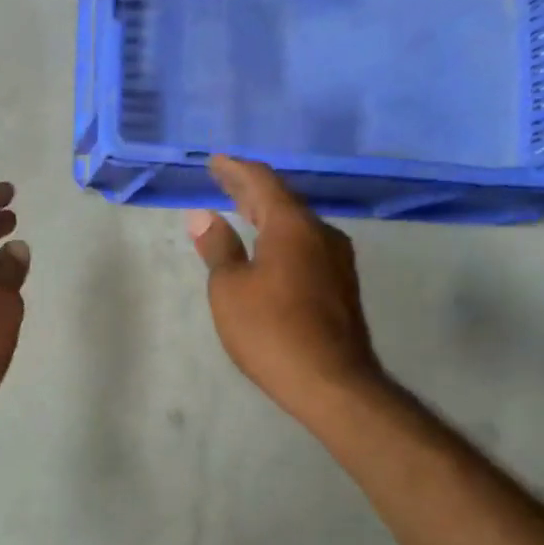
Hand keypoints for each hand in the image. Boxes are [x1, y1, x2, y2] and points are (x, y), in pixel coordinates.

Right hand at [188, 156, 383, 422]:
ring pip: (296, 223)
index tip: (216, 161)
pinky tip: (268, 246)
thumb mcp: (230, 289)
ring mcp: (336, 260)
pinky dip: (280, 236)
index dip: (236, 170)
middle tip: (223, 178)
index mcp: (292, 227)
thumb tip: (203, 216)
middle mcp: (321, 234)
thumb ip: (218, 248)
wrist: (332, 383)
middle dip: (250, 188)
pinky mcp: (340, 285)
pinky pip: (305, 245)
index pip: (262, 182)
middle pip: (282, 200)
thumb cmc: (271, 330)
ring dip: (267, 213)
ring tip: (242, 208)